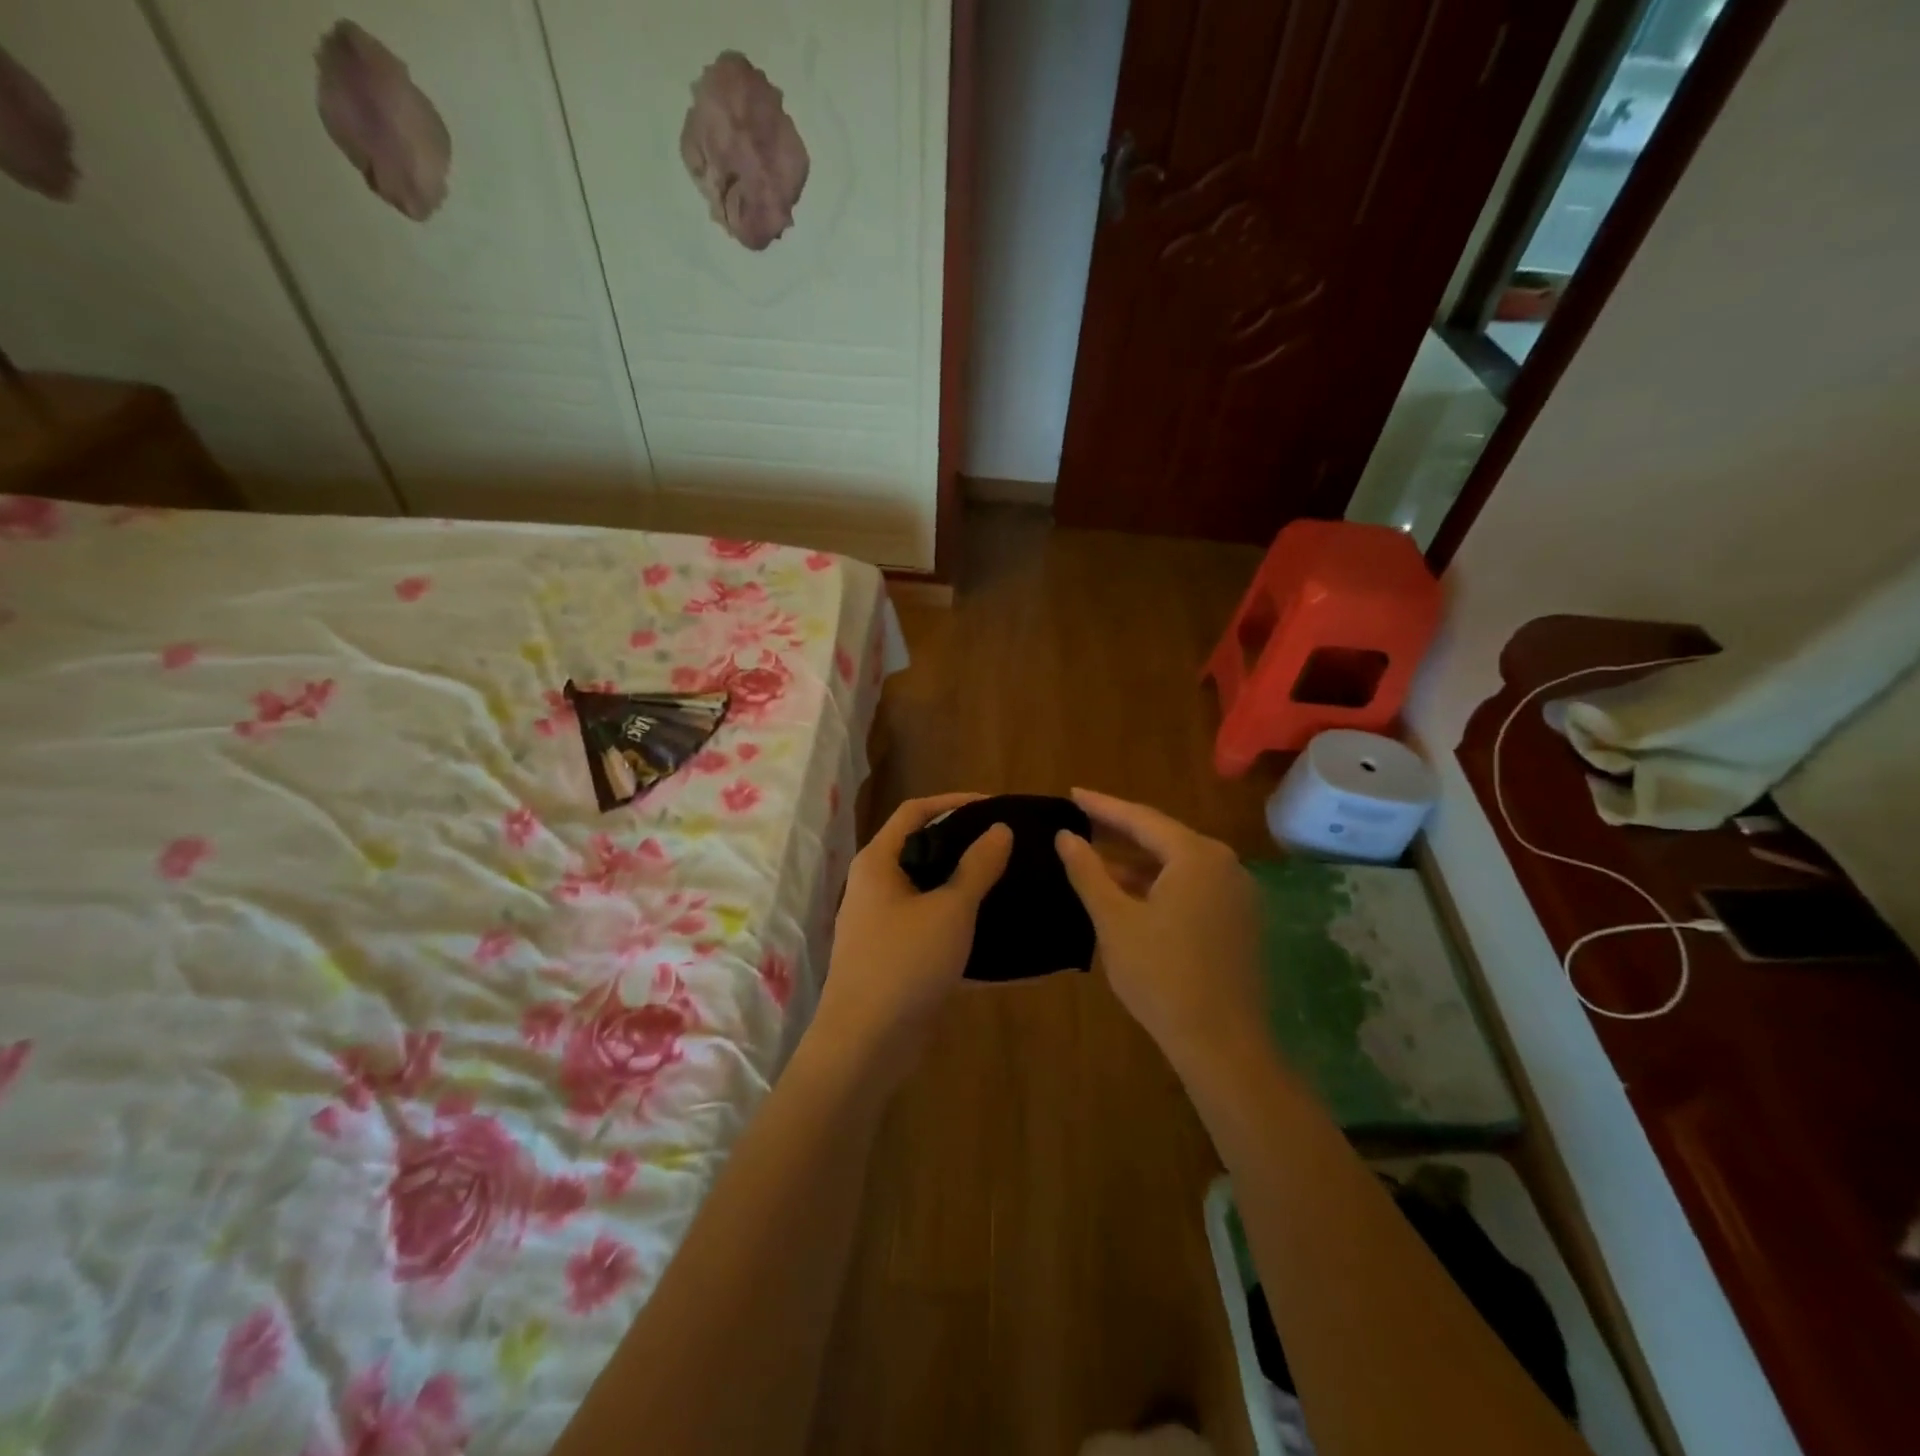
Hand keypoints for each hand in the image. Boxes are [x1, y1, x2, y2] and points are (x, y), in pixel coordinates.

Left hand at [814, 793, 1012, 1072]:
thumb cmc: (905, 963)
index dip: (955, 802)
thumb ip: (978, 866)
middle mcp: (875, 887)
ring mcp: (882, 924)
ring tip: (1009, 884)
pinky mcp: (895, 958)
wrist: (865, 1044)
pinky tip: (1000, 938)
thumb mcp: (950, 910)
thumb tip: (1000, 829)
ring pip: (930, 892)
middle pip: (922, 850)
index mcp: (878, 863)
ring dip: (966, 888)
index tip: (995, 806)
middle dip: (964, 845)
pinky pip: (932, 930)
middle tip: (1007, 846)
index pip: (915, 812)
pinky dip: (961, 929)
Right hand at [1054, 788, 1264, 1071]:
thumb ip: (1088, 872)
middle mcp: (1224, 864)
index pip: (1141, 818)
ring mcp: (1236, 893)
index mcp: (1197, 856)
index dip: (1102, 806)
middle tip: (1080, 820)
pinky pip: (1191, 886)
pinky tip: (1128, 893)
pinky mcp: (1238, 919)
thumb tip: (1065, 836)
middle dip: (1119, 831)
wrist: (1222, 1043)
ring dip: (1136, 862)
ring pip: (1176, 865)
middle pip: (1162, 837)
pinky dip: (1157, 884)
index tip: (1071, 794)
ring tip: (1094, 857)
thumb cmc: (1161, 976)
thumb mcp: (1114, 920)